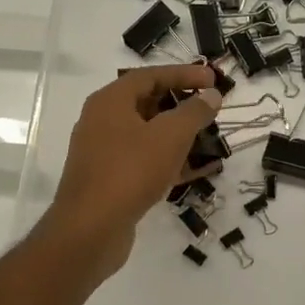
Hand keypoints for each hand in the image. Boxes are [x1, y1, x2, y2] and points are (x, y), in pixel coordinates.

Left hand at [41, 64, 223, 277]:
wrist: (91, 229)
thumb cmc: (130, 172)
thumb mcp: (170, 136)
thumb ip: (193, 112)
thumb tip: (210, 95)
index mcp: (110, 102)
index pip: (150, 76)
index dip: (184, 75)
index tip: (213, 80)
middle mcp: (102, 122)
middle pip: (147, 104)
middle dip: (182, 106)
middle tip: (211, 110)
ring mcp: (104, 153)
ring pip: (147, 136)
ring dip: (179, 136)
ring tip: (210, 140)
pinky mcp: (110, 181)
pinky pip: (145, 162)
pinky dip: (169, 162)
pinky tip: (197, 171)